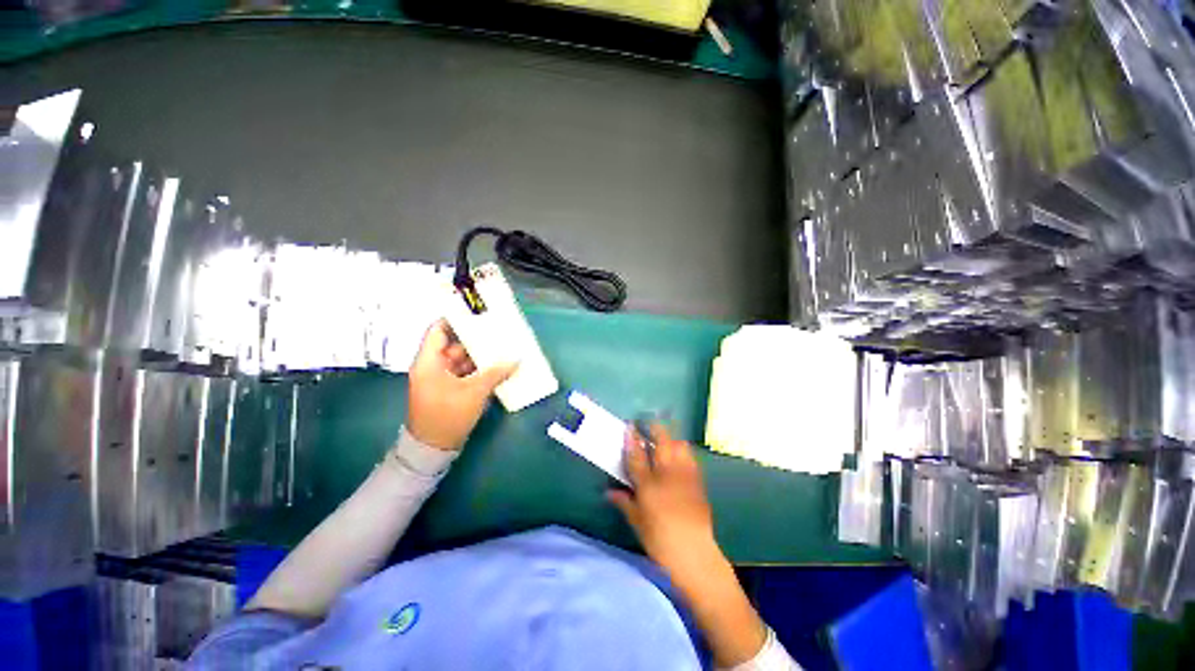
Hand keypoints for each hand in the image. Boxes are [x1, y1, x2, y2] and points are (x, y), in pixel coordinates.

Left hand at [407, 320, 515, 450]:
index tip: (475, 313)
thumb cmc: (448, 415)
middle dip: (474, 339)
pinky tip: (496, 367)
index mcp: (429, 362)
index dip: (454, 319)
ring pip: (460, 360)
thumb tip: (516, 359)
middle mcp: (432, 367)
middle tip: (496, 331)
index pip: (437, 331)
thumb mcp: (474, 392)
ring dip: (478, 356)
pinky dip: (477, 370)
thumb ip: (495, 373)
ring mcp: (440, 379)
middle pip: (452, 345)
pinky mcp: (448, 390)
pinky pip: (463, 373)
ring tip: (500, 348)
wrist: (433, 449)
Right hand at [609, 426, 768, 667]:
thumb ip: (623, 502)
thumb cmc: (659, 540)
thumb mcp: (637, 521)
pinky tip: (679, 453)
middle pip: (662, 441)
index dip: (632, 438)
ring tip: (663, 437)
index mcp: (649, 484)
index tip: (629, 425)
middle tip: (647, 423)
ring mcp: (685, 475)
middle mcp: (667, 473)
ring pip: (679, 445)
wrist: (694, 554)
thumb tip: (609, 492)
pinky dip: (682, 450)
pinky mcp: (698, 481)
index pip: (637, 454)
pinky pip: (690, 457)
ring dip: (670, 437)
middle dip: (654, 427)